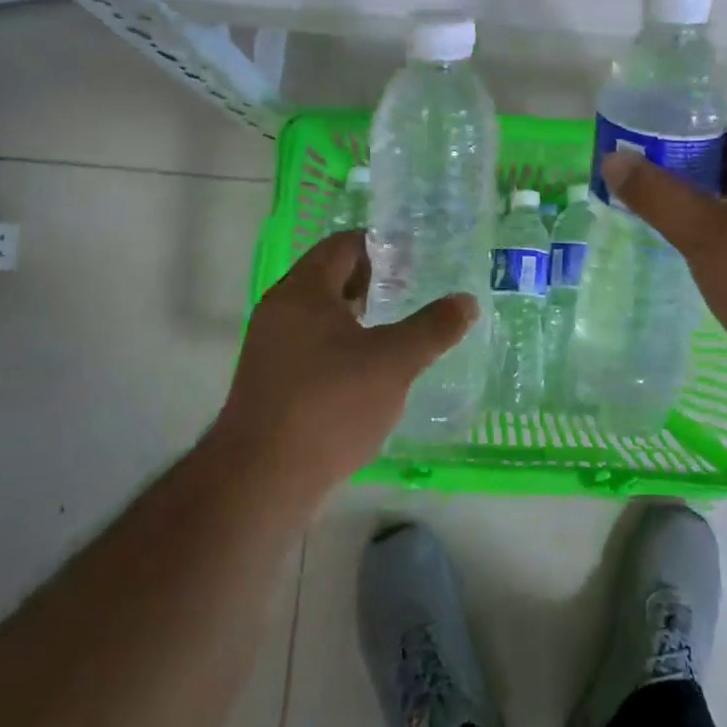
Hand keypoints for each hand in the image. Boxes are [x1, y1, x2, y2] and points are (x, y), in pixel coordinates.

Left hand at [210, 232, 477, 507]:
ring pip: (319, 314)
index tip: (415, 261)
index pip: (343, 245)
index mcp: (304, 290)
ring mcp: (270, 347)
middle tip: (410, 293)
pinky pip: (310, 345)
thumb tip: (467, 301)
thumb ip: (433, 328)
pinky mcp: (269, 382)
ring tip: (395, 331)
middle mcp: (280, 309)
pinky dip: (340, 345)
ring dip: (357, 316)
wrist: (260, 482)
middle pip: (329, 276)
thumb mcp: (393, 362)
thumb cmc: (330, 405)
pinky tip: (367, 373)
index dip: (381, 246)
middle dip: (371, 281)